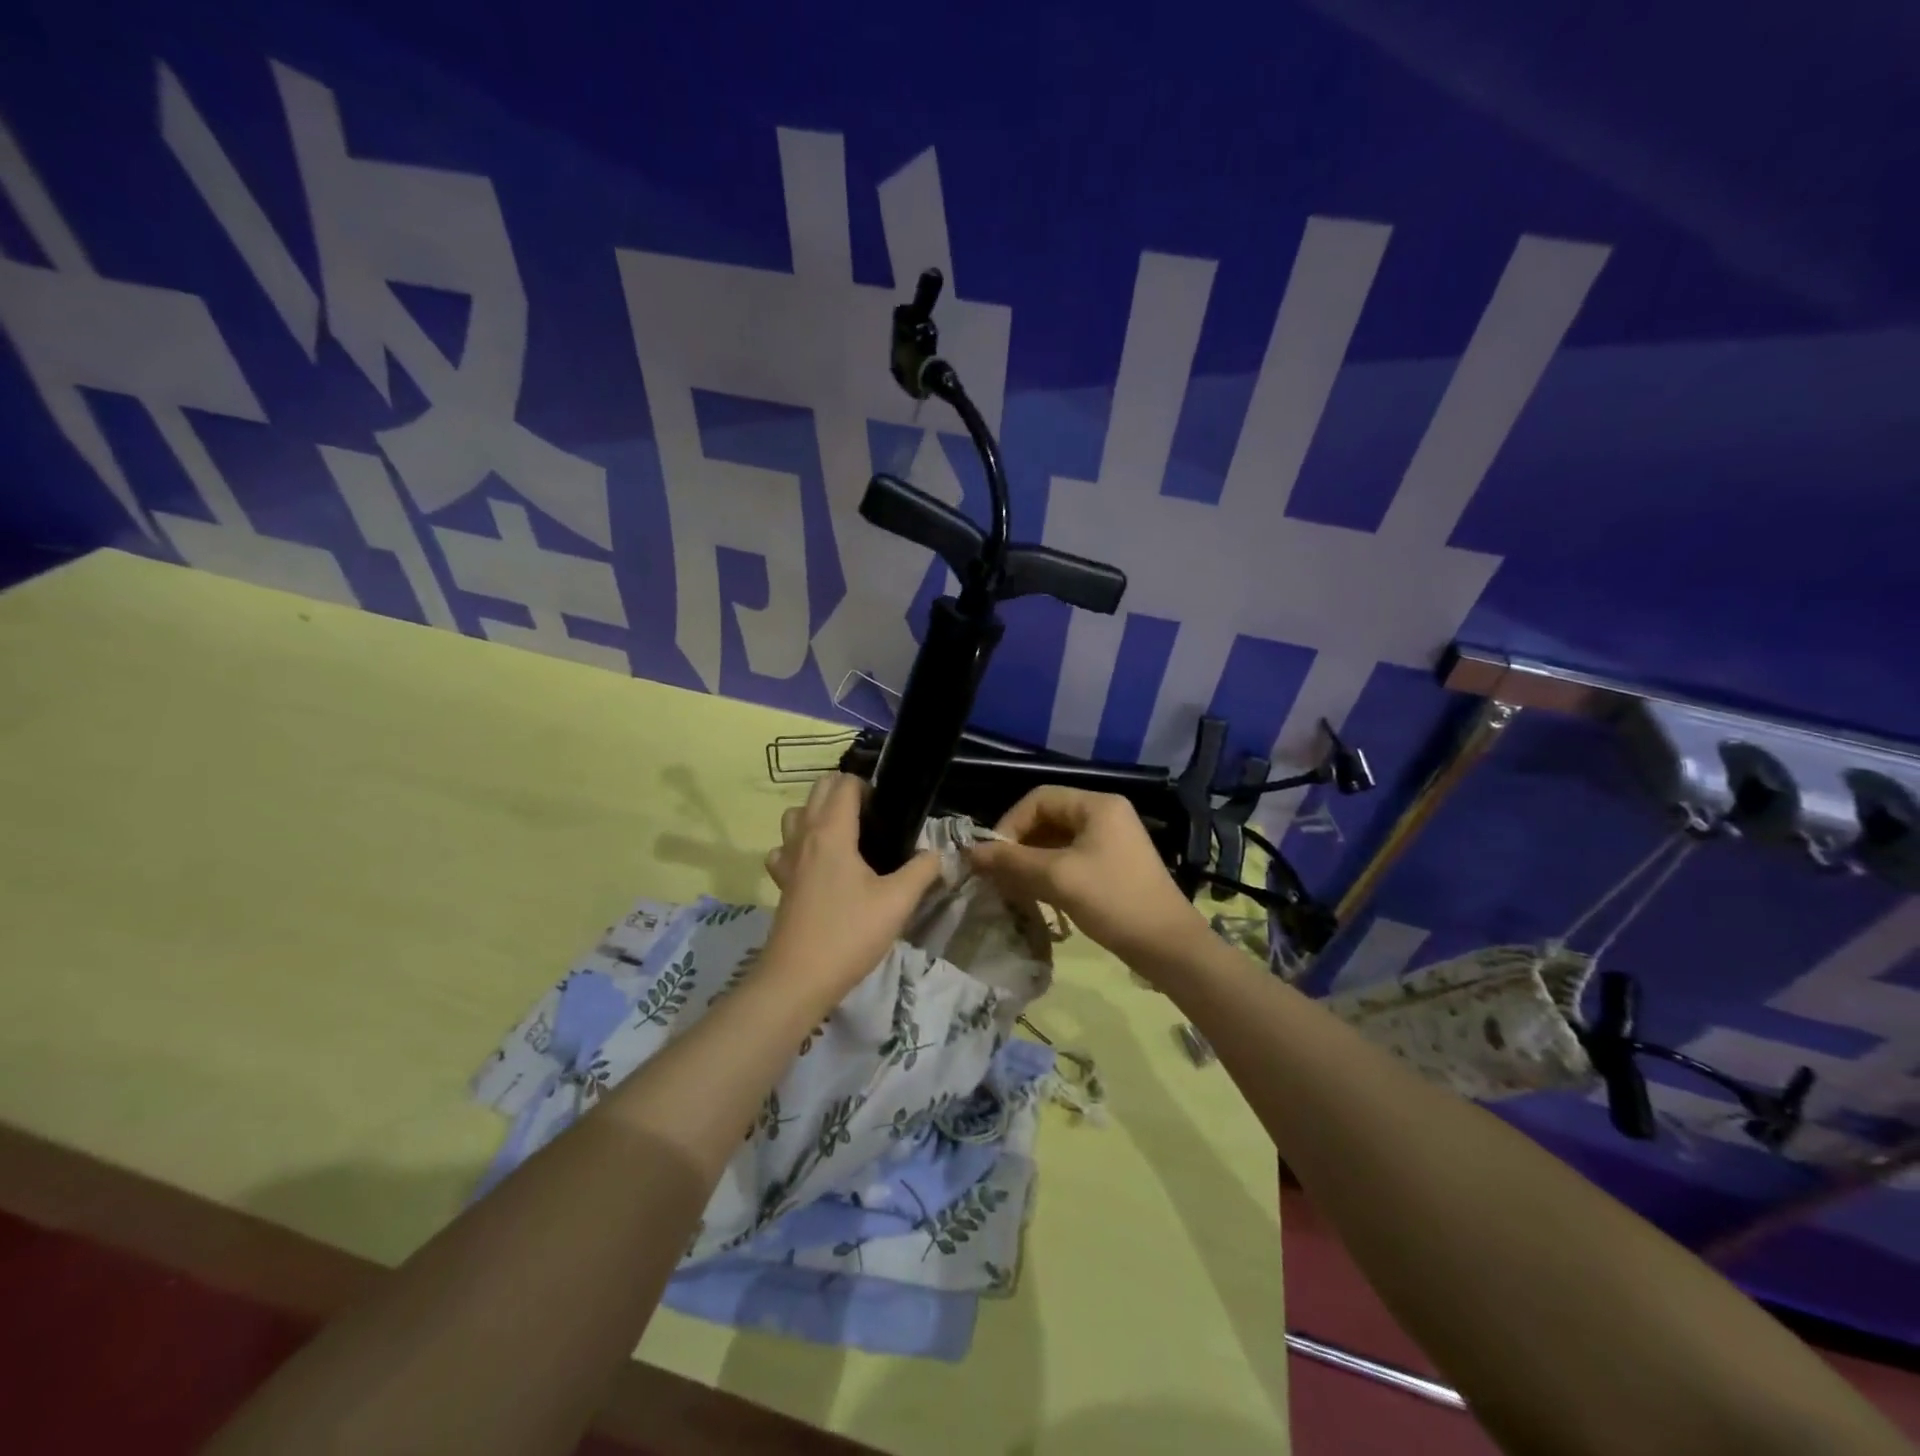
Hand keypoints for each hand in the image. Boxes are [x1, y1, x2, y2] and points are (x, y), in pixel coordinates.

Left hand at [763, 774, 944, 997]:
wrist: (798, 979)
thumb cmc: (850, 934)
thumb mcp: (898, 902)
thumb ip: (922, 870)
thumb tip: (937, 854)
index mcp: (832, 832)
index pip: (844, 784)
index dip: (867, 786)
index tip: (889, 808)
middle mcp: (804, 836)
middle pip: (818, 790)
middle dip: (845, 791)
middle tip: (874, 817)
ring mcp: (787, 859)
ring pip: (796, 815)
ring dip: (818, 813)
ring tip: (845, 835)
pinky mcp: (781, 882)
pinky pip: (785, 848)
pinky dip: (798, 845)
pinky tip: (817, 866)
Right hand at [967, 787, 1202, 965]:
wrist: (1169, 947)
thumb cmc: (1114, 901)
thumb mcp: (1058, 878)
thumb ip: (1012, 861)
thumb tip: (970, 852)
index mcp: (1097, 805)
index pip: (1038, 799)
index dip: (1010, 823)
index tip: (993, 857)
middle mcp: (1105, 814)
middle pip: (1047, 818)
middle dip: (1019, 844)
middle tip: (999, 875)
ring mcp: (1112, 840)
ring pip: (1057, 841)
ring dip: (1031, 861)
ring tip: (1013, 888)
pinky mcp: (1113, 865)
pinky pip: (1071, 858)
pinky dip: (1049, 873)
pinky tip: (1037, 896)